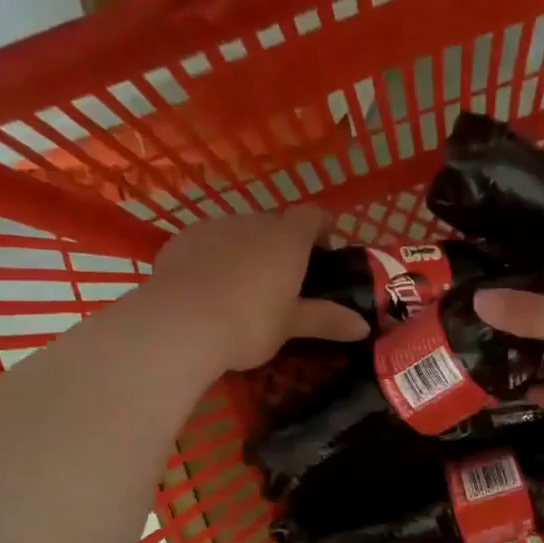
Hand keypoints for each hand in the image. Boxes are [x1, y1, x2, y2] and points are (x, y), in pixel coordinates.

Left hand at [145, 206, 368, 371]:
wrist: (181, 323)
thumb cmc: (250, 323)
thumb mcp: (291, 326)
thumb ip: (326, 320)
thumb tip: (363, 327)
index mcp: (287, 239)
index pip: (312, 216)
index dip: (322, 229)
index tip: (325, 250)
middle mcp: (252, 222)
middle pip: (274, 223)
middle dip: (282, 244)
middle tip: (285, 279)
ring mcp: (213, 226)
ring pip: (238, 231)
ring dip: (246, 249)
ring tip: (244, 285)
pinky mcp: (180, 240)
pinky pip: (206, 243)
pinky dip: (213, 258)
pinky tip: (209, 287)